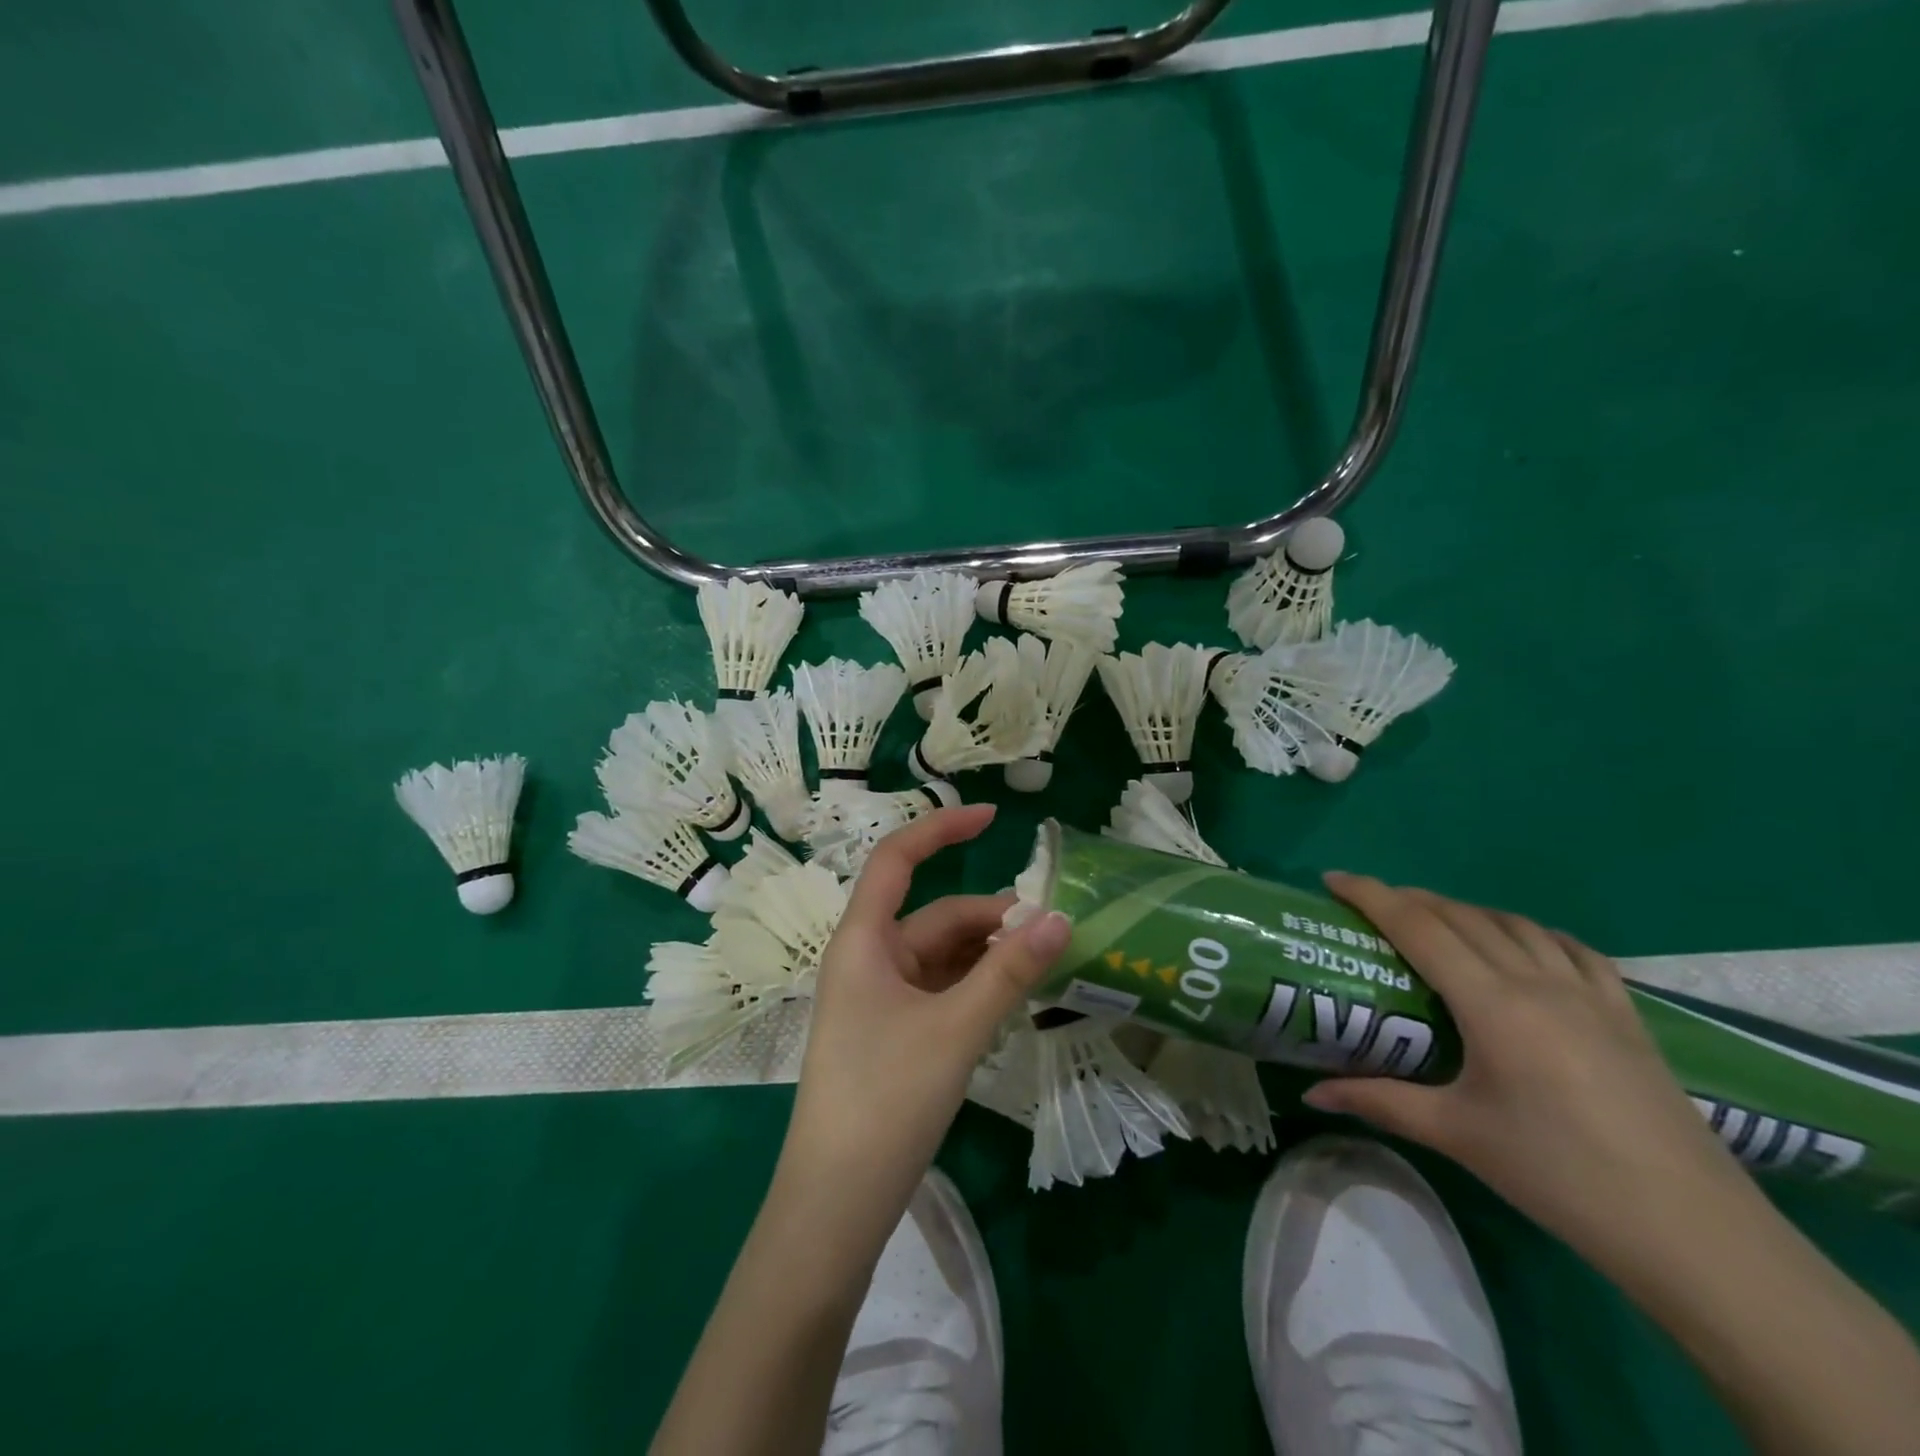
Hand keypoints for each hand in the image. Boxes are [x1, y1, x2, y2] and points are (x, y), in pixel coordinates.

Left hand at [779, 805, 1071, 1222]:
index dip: (942, 829)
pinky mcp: (893, 1033)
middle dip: (993, 919)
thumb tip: (1061, 917)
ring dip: (990, 956)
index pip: (897, 858)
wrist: (836, 1203)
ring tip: (1045, 966)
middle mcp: (869, 959)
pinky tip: (1015, 1000)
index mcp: (864, 940)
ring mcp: (880, 998)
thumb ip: (1009, 972)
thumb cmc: (886, 1099)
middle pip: (936, 916)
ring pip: (943, 956)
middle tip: (1055, 931)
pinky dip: (977, 987)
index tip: (994, 817)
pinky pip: (941, 990)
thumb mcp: (955, 1029)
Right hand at [1305, 874, 1752, 1272]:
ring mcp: (1590, 993)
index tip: (1332, 878)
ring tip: (1435, 923)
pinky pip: (1569, 948)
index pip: (1418, 927)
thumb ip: (1380, 1102)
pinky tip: (1521, 946)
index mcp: (1492, 1004)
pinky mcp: (1627, 1014)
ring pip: (1514, 923)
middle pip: (1461, 916)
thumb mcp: (1458, 1135)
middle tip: (1370, 907)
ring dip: (1464, 911)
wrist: (1694, 1233)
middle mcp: (1538, 981)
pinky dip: (1529, 931)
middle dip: (1409, 899)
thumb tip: (1312, 1093)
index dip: (1371, 895)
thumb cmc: (1560, 1176)